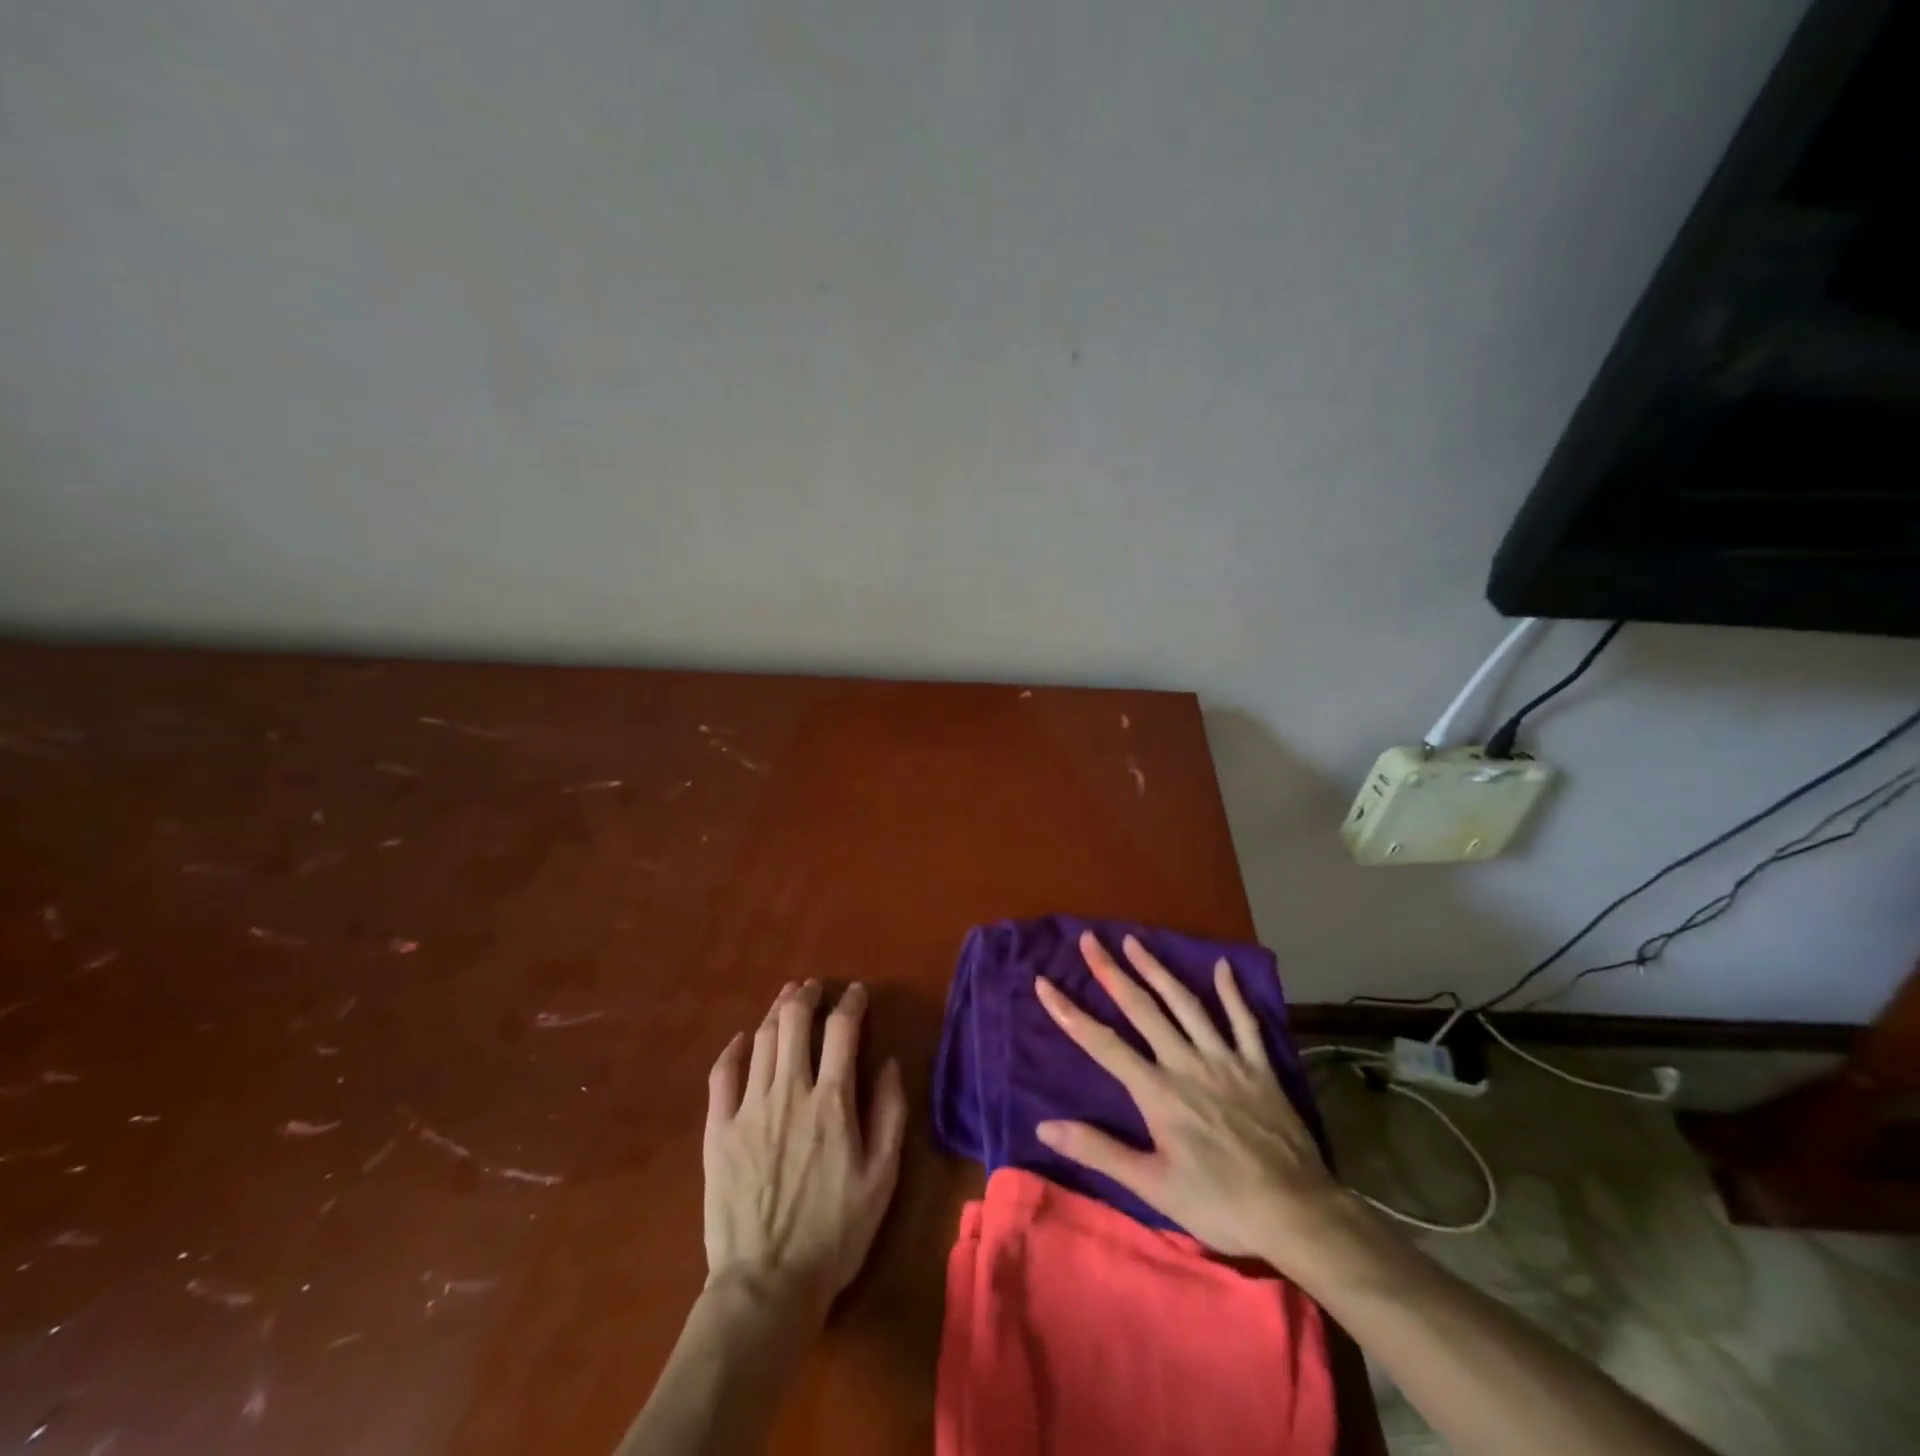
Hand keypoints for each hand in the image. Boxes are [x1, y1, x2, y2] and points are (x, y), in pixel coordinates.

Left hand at [702, 980, 907, 1318]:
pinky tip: (742, 1039)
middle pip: (795, 1022)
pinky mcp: (718, 1130)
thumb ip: (890, 1114)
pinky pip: (722, 1075)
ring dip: (777, 1011)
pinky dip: (733, 1049)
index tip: (857, 993)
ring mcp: (749, 1108)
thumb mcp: (882, 1178)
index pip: (842, 1030)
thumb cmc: (835, 1232)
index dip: (851, 1003)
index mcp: (831, 1101)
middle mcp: (789, 1091)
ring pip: (762, 1039)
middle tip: (815, 988)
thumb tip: (888, 1063)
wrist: (767, 1284)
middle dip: (807, 996)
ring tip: (786, 998)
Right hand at [1033, 931, 1344, 1266]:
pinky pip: (1244, 1021)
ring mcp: (1225, 1059)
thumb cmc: (1219, 1204)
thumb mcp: (1152, 1186)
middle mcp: (1186, 1063)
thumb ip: (1099, 1150)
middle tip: (1090, 938)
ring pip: (1186, 1004)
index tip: (1044, 982)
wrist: (1296, 1213)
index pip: (1102, 1043)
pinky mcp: (1259, 1066)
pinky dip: (1232, 993)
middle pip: (1142, 1008)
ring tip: (1135, 940)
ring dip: (1157, 969)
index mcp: (1157, 1091)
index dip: (1069, 1012)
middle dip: (1111, 971)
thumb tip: (1045, 1127)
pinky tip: (1222, 966)